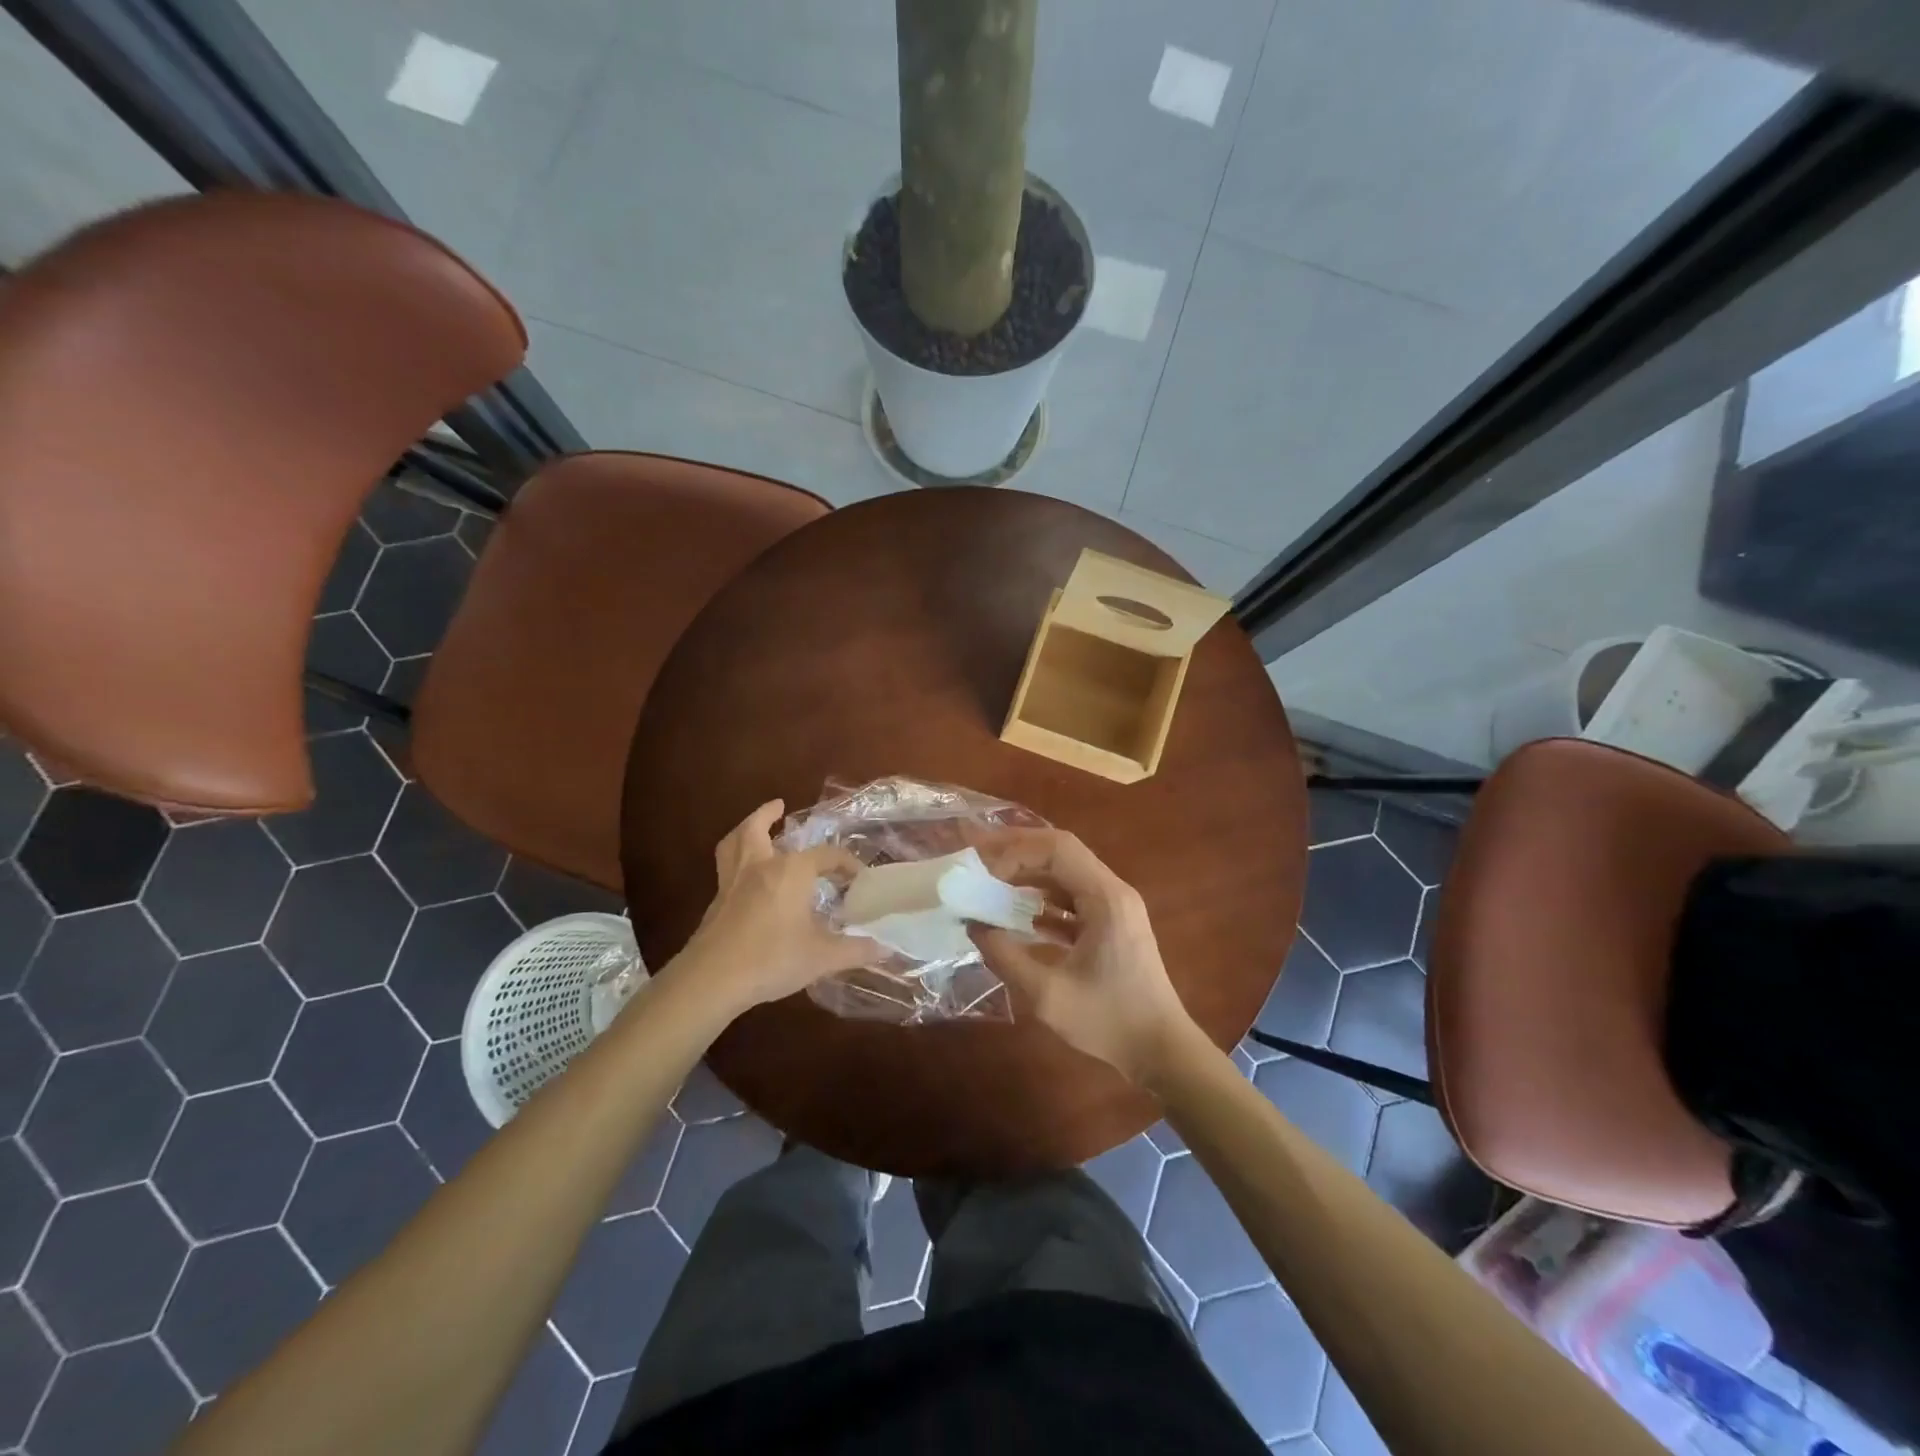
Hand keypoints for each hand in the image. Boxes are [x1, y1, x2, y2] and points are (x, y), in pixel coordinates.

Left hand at [675, 801, 873, 1013]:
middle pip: (757, 829)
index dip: (846, 863)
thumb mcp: (822, 957)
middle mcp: (759, 866)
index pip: (826, 856)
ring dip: (744, 830)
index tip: (859, 877)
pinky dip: (736, 861)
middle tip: (779, 806)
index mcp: (791, 871)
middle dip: (768, 815)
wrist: (712, 979)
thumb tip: (885, 949)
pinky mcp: (715, 903)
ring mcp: (732, 883)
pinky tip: (745, 878)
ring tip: (753, 828)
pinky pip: (726, 869)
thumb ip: (855, 950)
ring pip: (733, 843)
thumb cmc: (772, 959)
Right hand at [970, 829, 1197, 1084]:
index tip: (982, 868)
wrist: (1162, 1051)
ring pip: (1065, 873)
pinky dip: (1042, 899)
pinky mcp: (1112, 924)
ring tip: (989, 883)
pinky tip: (1014, 914)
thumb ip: (1005, 956)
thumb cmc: (1108, 1022)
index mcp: (1105, 898)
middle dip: (1018, 853)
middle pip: (1061, 852)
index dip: (1015, 850)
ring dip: (1028, 875)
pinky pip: (1072, 897)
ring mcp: (1115, 906)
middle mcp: (1113, 891)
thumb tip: (973, 924)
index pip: (1057, 848)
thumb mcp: (1047, 995)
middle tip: (979, 863)